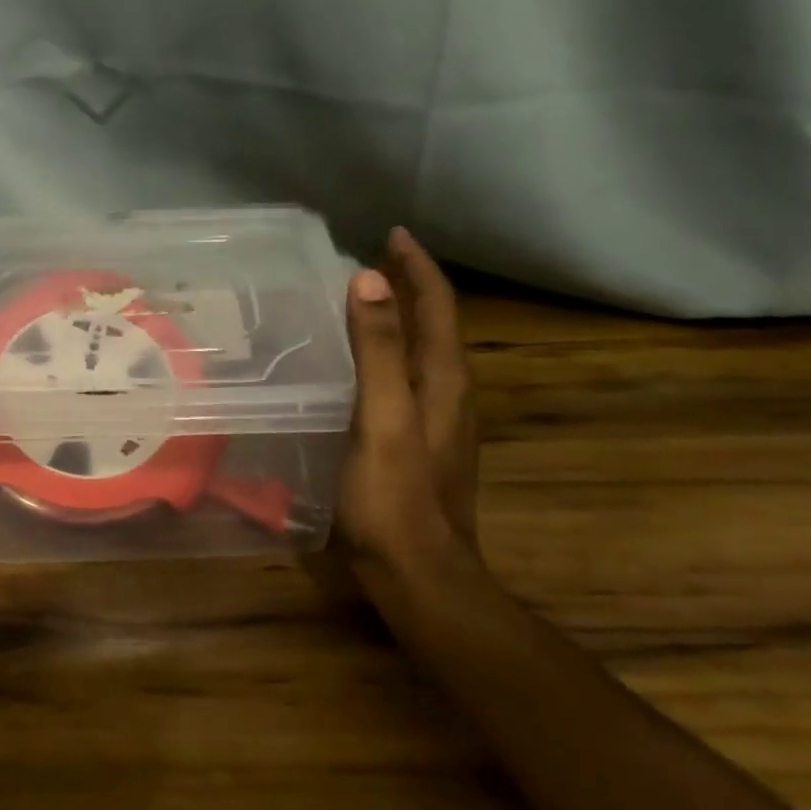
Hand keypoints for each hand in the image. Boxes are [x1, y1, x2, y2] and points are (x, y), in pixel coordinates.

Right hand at [335, 227, 479, 572]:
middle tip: (373, 259)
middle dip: (411, 286)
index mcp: (445, 380)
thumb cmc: (394, 498)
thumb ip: (379, 350)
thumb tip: (371, 278)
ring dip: (401, 318)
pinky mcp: (419, 443)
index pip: (438, 306)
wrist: (419, 577)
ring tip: (365, 299)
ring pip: (423, 352)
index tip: (392, 233)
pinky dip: (389, 353)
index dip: (417, 267)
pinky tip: (361, 363)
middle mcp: (449, 394)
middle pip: (435, 325)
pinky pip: (407, 378)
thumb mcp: (383, 418)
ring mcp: (437, 422)